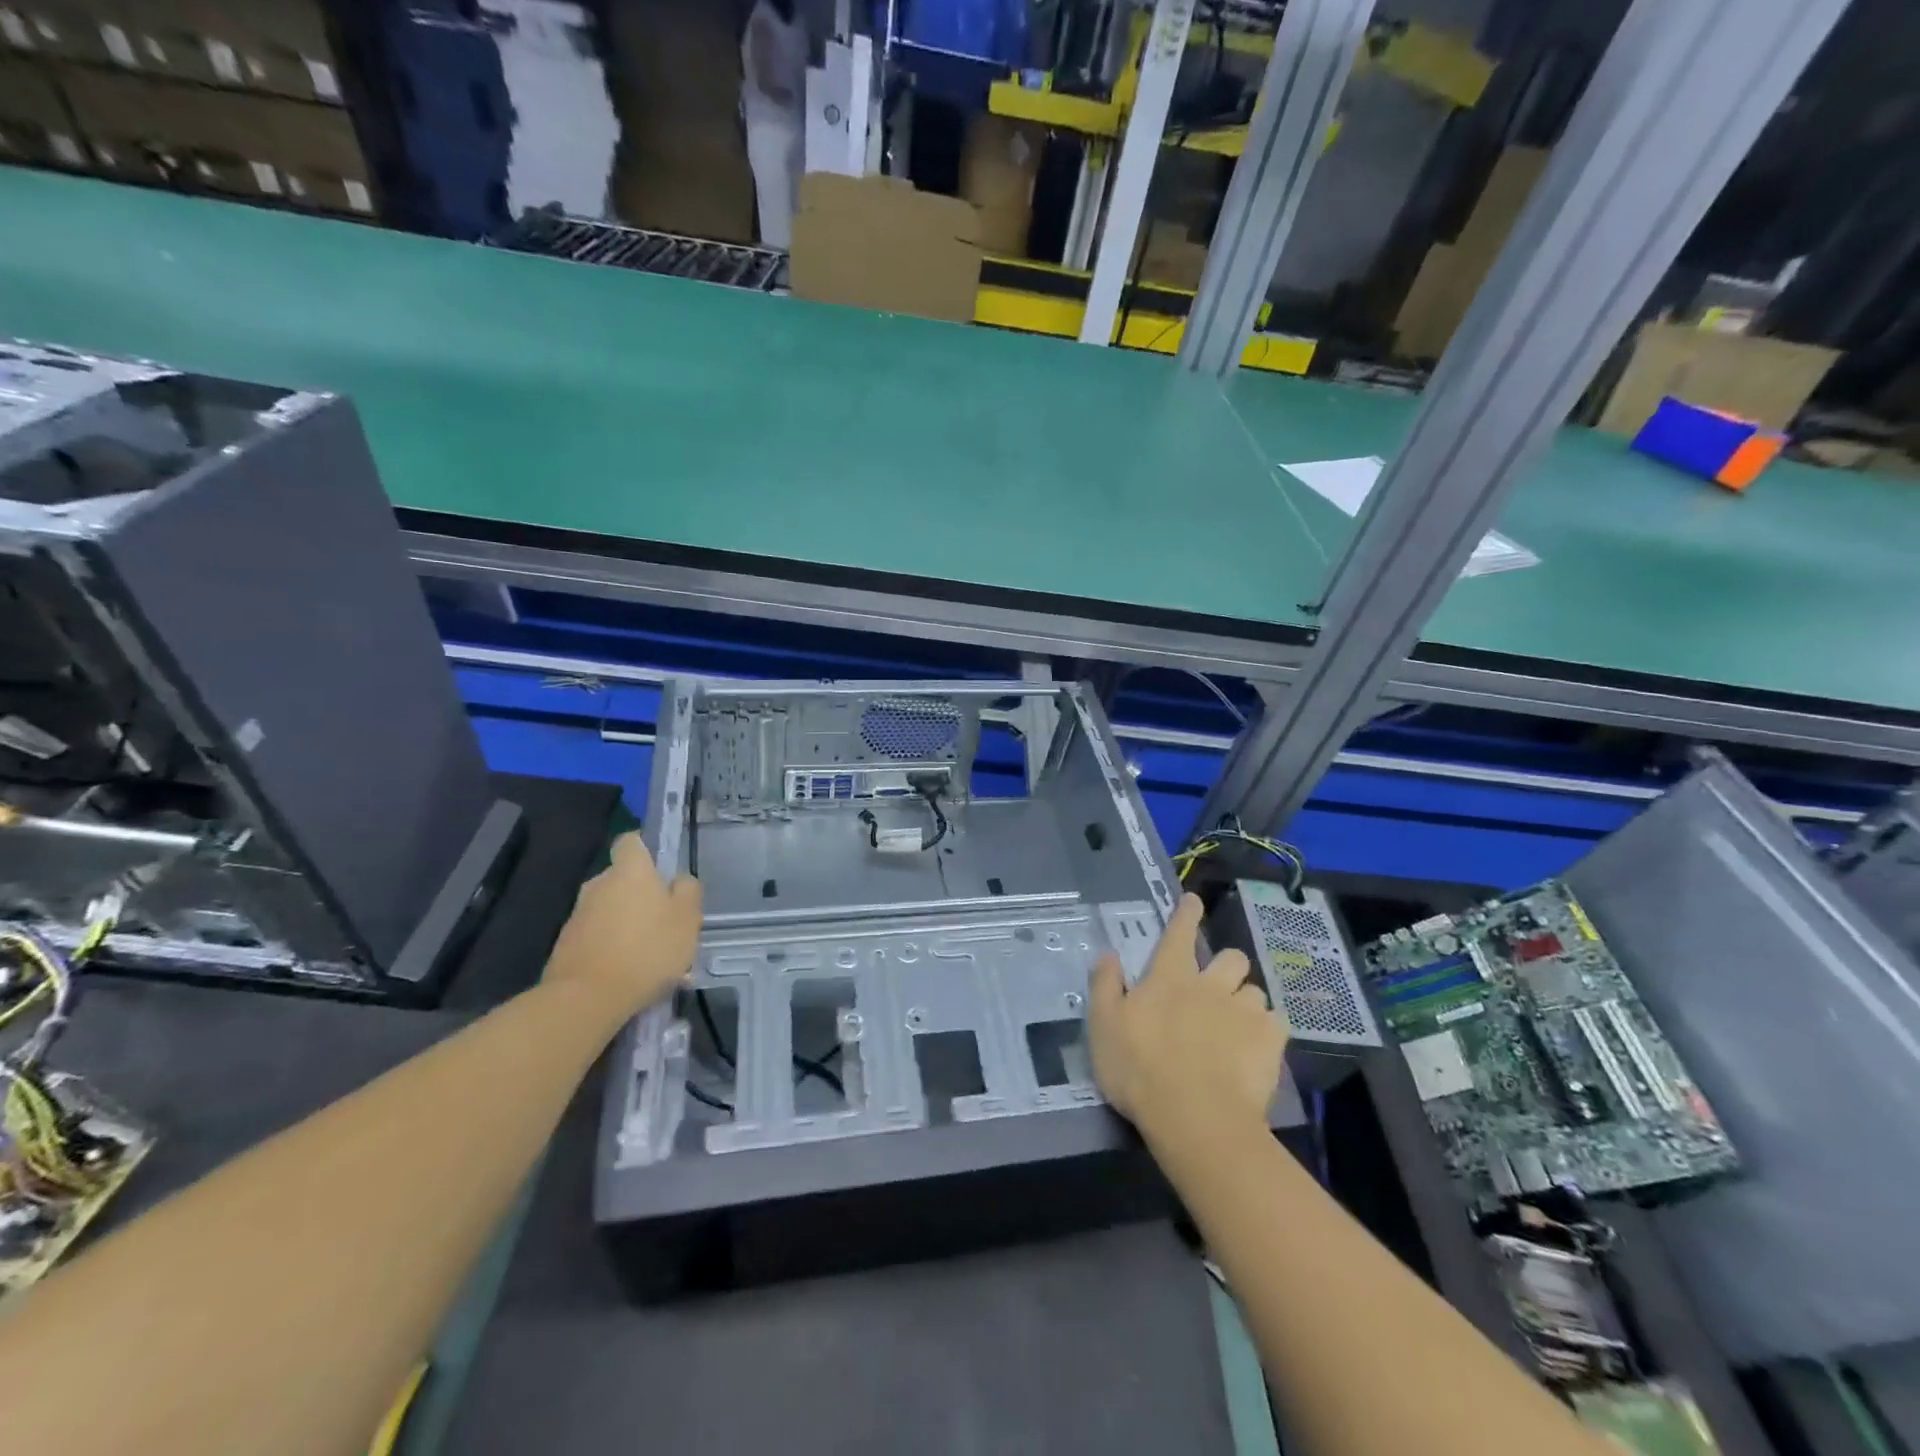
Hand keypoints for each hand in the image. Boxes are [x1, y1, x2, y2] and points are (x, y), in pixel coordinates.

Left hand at [544, 834, 701, 1018]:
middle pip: (621, 878)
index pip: (630, 841)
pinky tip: (627, 970)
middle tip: (663, 919)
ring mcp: (578, 915)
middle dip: (639, 892)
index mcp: (630, 871)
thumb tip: (678, 880)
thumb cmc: (647, 950)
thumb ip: (688, 891)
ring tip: (647, 952)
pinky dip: (610, 944)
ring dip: (625, 921)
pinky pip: (596, 934)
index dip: (645, 848)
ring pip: (608, 908)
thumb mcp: (687, 919)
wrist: (586, 999)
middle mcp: (599, 884)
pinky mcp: (565, 944)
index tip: (660, 866)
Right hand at [1088, 894, 1287, 1144]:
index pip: (1179, 932)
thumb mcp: (1104, 1026)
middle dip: (1227, 967)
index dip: (1186, 913)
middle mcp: (1210, 984)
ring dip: (1246, 1002)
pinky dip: (1268, 1031)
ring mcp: (1244, 1011)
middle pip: (1231, 957)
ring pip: (1255, 991)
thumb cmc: (1139, 1070)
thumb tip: (1108, 954)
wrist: (1195, 1118)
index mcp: (1169, 976)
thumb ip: (1105, 986)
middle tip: (1216, 990)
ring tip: (1237, 1026)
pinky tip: (1258, 1049)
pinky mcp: (1271, 1041)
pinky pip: (1277, 1023)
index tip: (1194, 900)